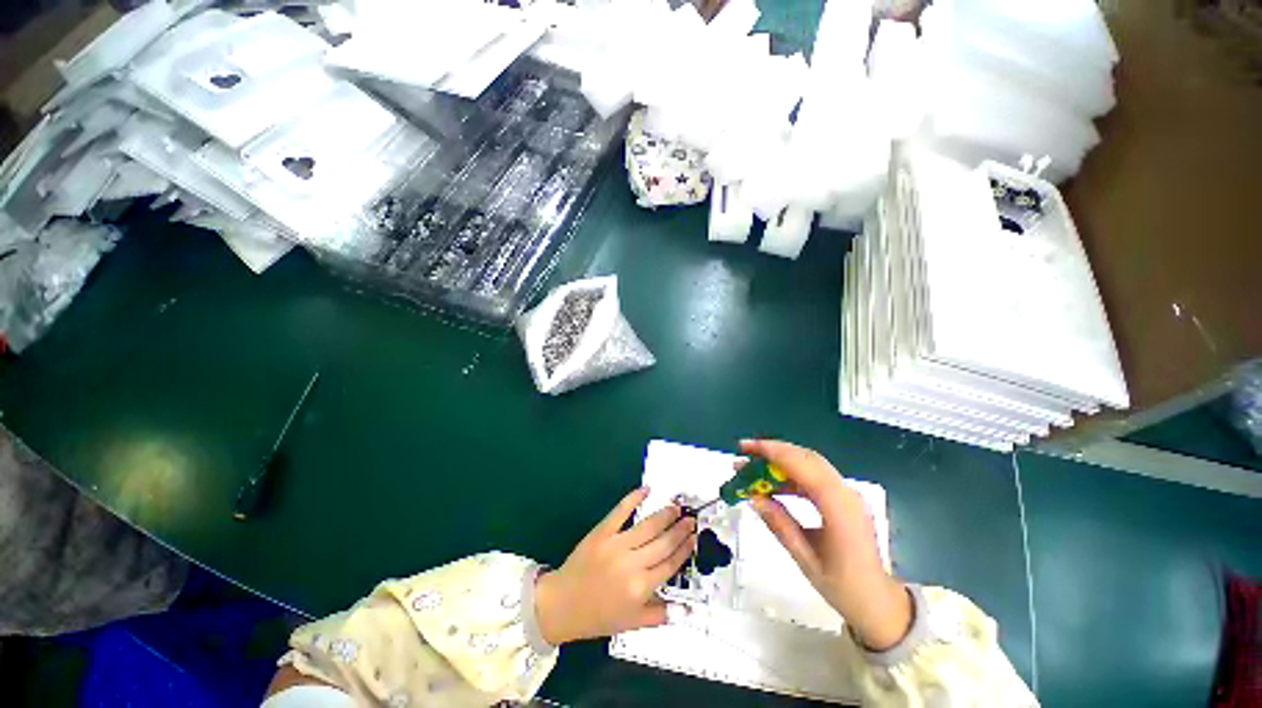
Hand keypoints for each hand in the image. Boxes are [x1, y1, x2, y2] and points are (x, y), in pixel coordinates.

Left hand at [534, 487, 696, 644]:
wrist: (562, 604)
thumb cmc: (598, 616)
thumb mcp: (631, 624)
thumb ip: (659, 615)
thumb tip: (685, 609)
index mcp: (641, 588)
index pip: (670, 564)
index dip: (684, 549)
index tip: (694, 537)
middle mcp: (632, 564)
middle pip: (663, 543)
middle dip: (680, 530)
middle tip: (691, 519)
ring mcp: (616, 545)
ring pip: (648, 526)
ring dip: (665, 515)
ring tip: (676, 507)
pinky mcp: (602, 531)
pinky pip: (621, 511)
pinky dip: (633, 498)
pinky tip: (646, 490)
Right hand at [741, 439, 911, 650]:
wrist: (879, 603)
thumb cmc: (843, 587)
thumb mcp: (805, 559)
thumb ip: (780, 524)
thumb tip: (753, 497)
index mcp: (838, 507)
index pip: (802, 466)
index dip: (772, 452)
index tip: (745, 448)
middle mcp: (846, 493)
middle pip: (806, 458)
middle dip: (772, 451)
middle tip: (744, 454)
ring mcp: (847, 494)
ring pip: (810, 464)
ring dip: (780, 461)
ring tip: (753, 468)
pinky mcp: (844, 498)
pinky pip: (814, 476)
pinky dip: (791, 473)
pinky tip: (774, 483)